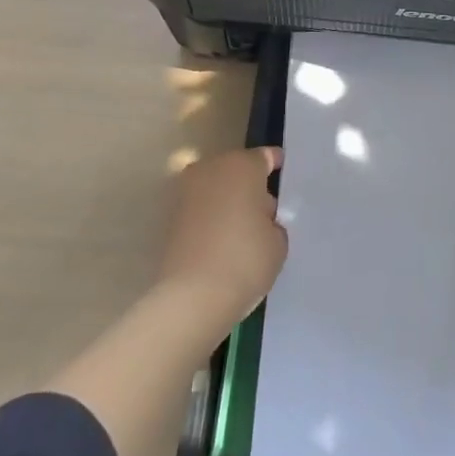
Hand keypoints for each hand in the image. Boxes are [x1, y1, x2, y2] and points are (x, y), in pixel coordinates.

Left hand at [154, 147, 287, 340]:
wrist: (192, 298)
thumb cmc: (245, 259)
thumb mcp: (278, 240)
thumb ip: (273, 221)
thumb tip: (259, 217)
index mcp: (242, 165)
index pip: (266, 157)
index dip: (277, 166)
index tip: (284, 177)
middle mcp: (211, 168)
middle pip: (237, 170)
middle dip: (250, 186)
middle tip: (266, 211)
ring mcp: (186, 191)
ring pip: (216, 188)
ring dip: (228, 201)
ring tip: (244, 229)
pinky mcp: (170, 217)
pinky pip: (200, 210)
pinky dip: (211, 219)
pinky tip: (223, 241)